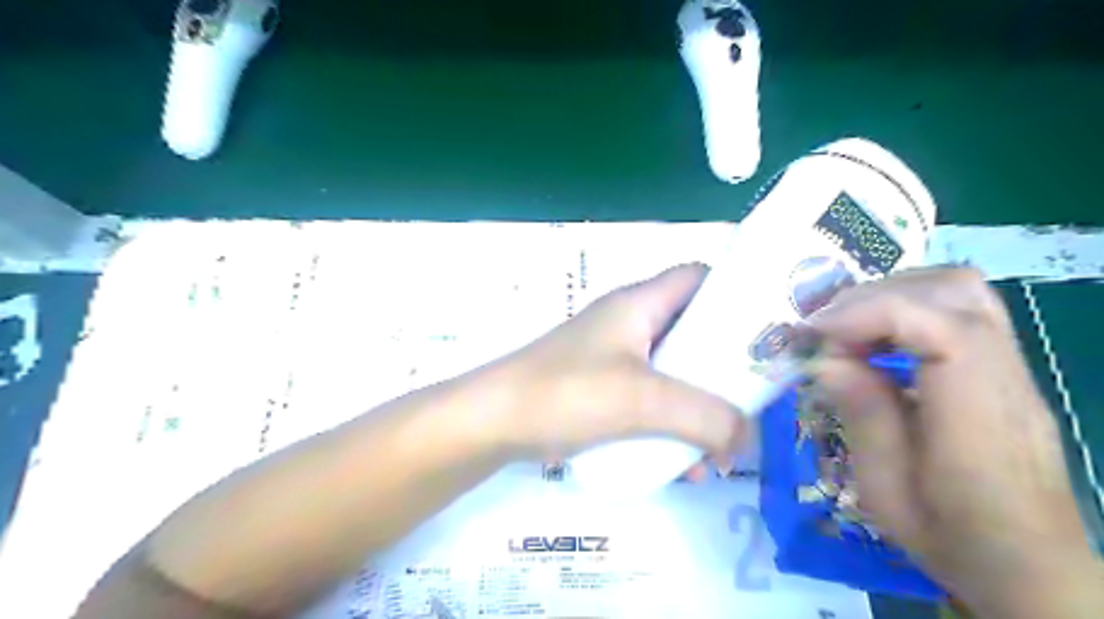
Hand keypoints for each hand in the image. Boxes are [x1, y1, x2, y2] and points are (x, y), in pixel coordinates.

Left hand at [478, 264, 745, 462]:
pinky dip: (670, 426)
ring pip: (674, 373)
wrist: (493, 423)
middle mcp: (630, 323)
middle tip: (754, 402)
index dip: (733, 294)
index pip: (697, 277)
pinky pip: (650, 401)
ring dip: (699, 408)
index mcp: (639, 304)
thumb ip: (705, 417)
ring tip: (720, 451)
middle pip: (692, 331)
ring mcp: (614, 358)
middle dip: (723, 368)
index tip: (766, 331)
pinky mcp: (602, 389)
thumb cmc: (566, 393)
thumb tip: (747, 439)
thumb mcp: (642, 400)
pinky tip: (681, 468)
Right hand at [807, 267, 1099, 616]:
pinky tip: (876, 340)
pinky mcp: (1002, 369)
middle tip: (826, 329)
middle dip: (876, 296)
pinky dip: (906, 308)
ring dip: (891, 295)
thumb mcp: (886, 489)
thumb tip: (826, 358)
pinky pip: (958, 310)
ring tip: (847, 328)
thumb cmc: (951, 536)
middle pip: (956, 290)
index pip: (945, 328)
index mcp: (979, 419)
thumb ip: (863, 415)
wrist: (1028, 566)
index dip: (873, 313)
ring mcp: (1011, 369)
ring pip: (960, 289)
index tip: (817, 333)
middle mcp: (1006, 380)